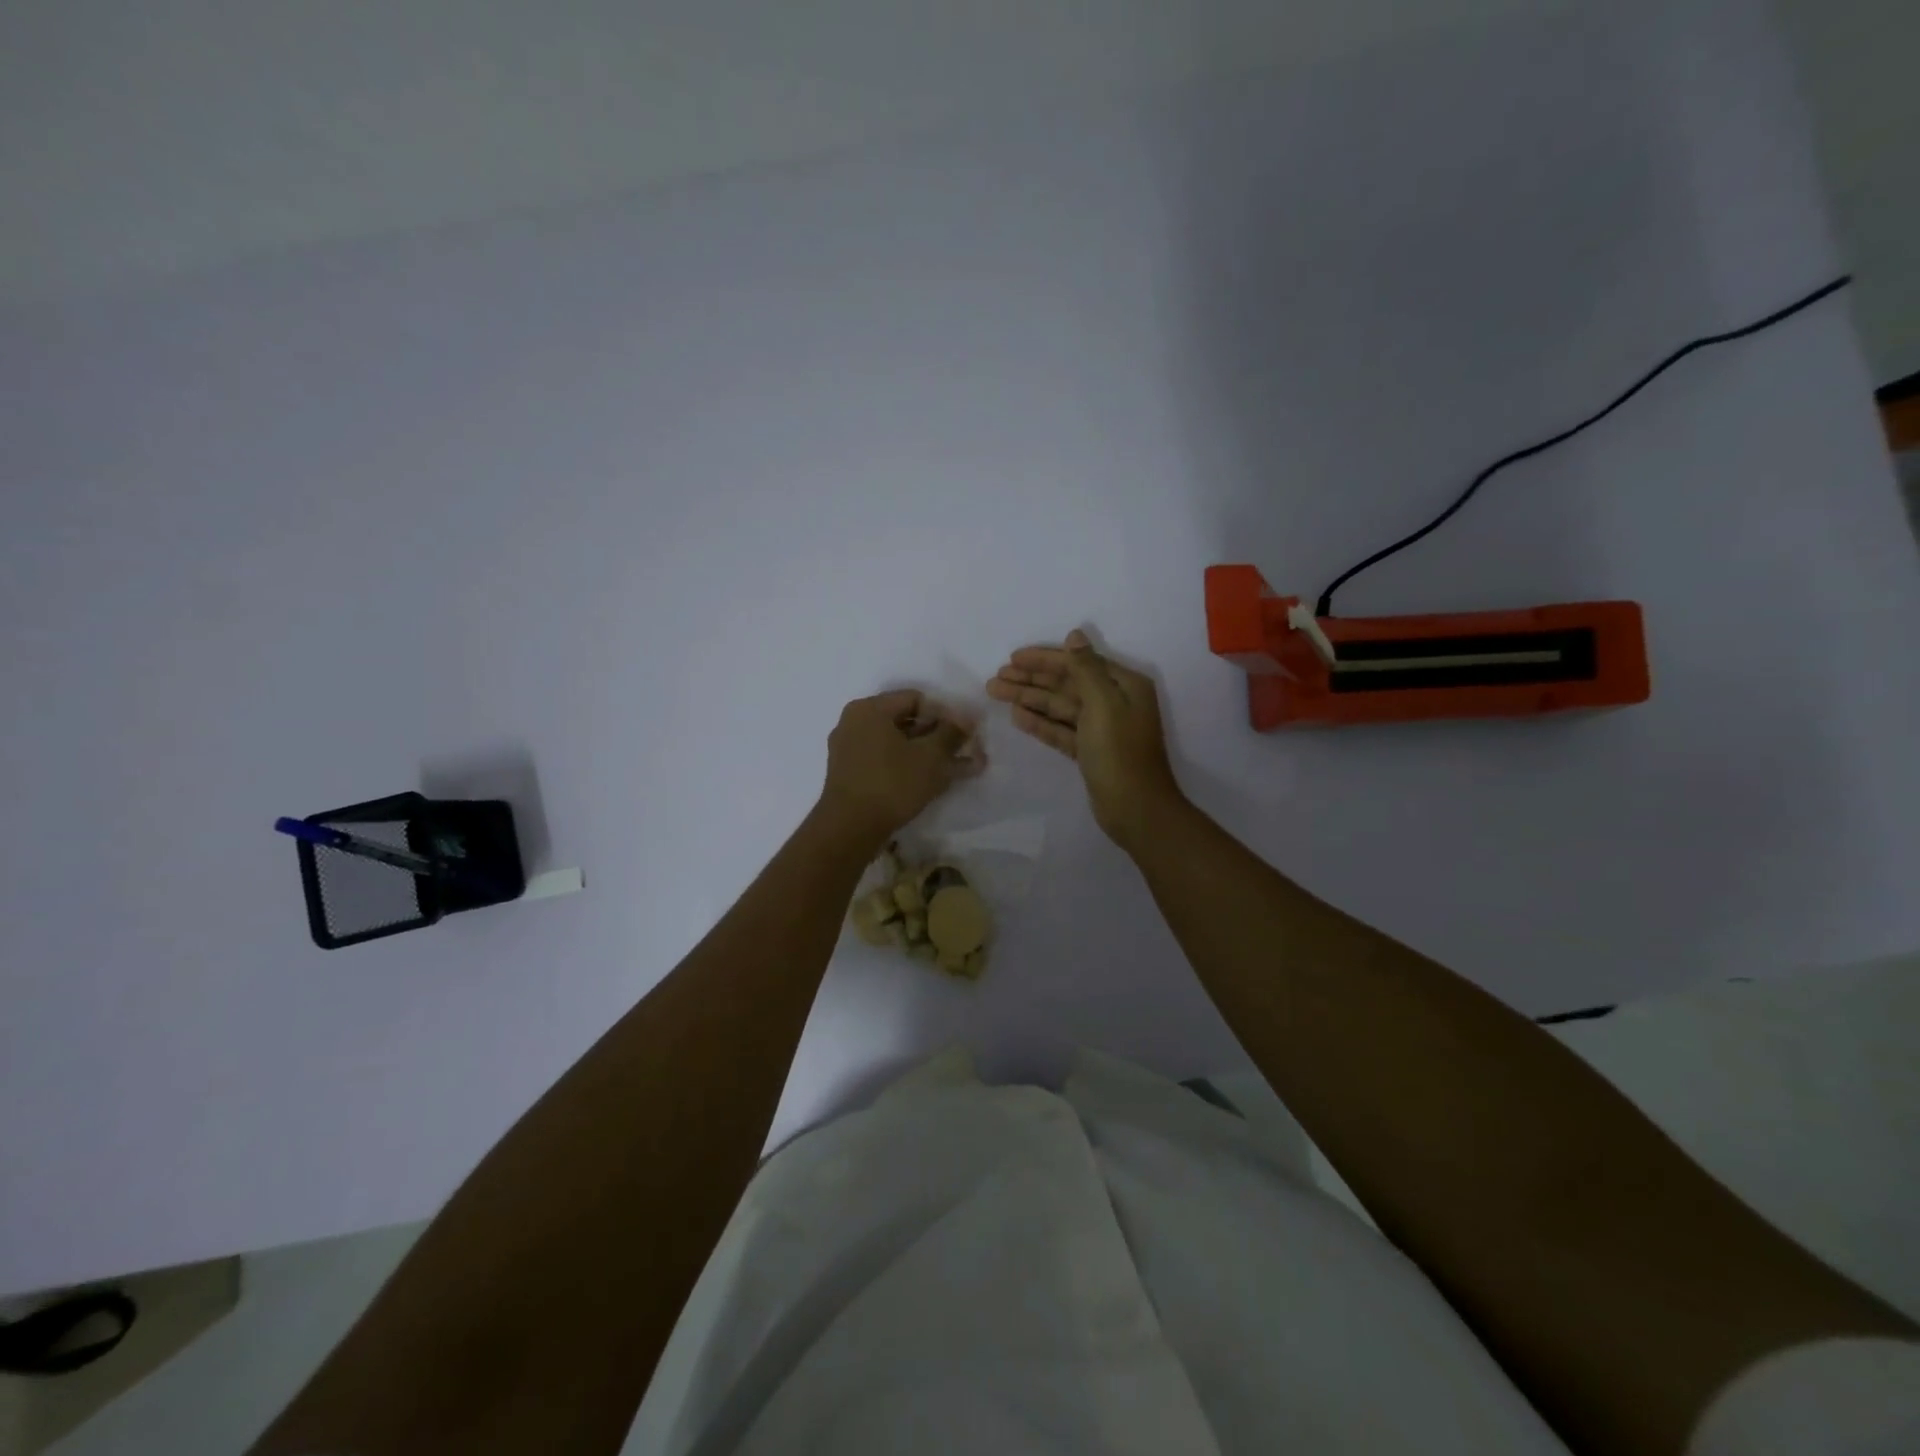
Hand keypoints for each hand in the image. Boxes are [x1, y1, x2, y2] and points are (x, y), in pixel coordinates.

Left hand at [817, 690, 980, 847]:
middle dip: (939, 736)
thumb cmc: (892, 784)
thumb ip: (952, 734)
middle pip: (906, 721)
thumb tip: (967, 720)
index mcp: (869, 709)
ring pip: (897, 743)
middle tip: (965, 751)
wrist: (849, 830)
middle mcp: (854, 723)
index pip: (917, 699)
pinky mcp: (850, 774)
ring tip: (957, 769)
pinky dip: (909, 767)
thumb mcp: (931, 757)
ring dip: (928, 754)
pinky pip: (885, 761)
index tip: (966, 735)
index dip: (946, 715)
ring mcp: (848, 749)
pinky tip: (934, 781)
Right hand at [988, 628, 1184, 850]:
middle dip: (1030, 680)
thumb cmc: (1119, 752)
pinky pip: (1061, 730)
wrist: (1135, 809)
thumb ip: (1086, 668)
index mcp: (1123, 685)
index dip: (1044, 660)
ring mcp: (1101, 729)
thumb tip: (1075, 635)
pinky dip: (1040, 723)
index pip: (1077, 663)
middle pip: (1065, 684)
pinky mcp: (1089, 751)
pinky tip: (1016, 716)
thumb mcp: (1103, 704)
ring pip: (1059, 707)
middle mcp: (1114, 702)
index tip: (1012, 659)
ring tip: (996, 693)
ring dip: (1029, 699)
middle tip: (995, 678)